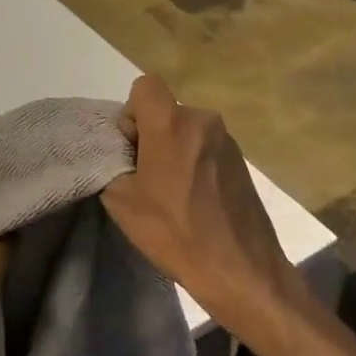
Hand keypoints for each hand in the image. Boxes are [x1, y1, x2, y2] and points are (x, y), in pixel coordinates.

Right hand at [102, 76, 304, 350]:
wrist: (240, 269)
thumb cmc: (175, 233)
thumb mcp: (121, 202)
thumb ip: (113, 164)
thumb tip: (122, 154)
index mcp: (172, 123)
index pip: (145, 86)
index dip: (131, 113)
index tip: (132, 149)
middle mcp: (203, 120)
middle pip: (166, 111)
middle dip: (151, 135)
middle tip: (147, 178)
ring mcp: (227, 139)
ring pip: (186, 130)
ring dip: (175, 150)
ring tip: (173, 194)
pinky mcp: (242, 160)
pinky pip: (206, 147)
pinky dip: (195, 163)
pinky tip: (196, 200)